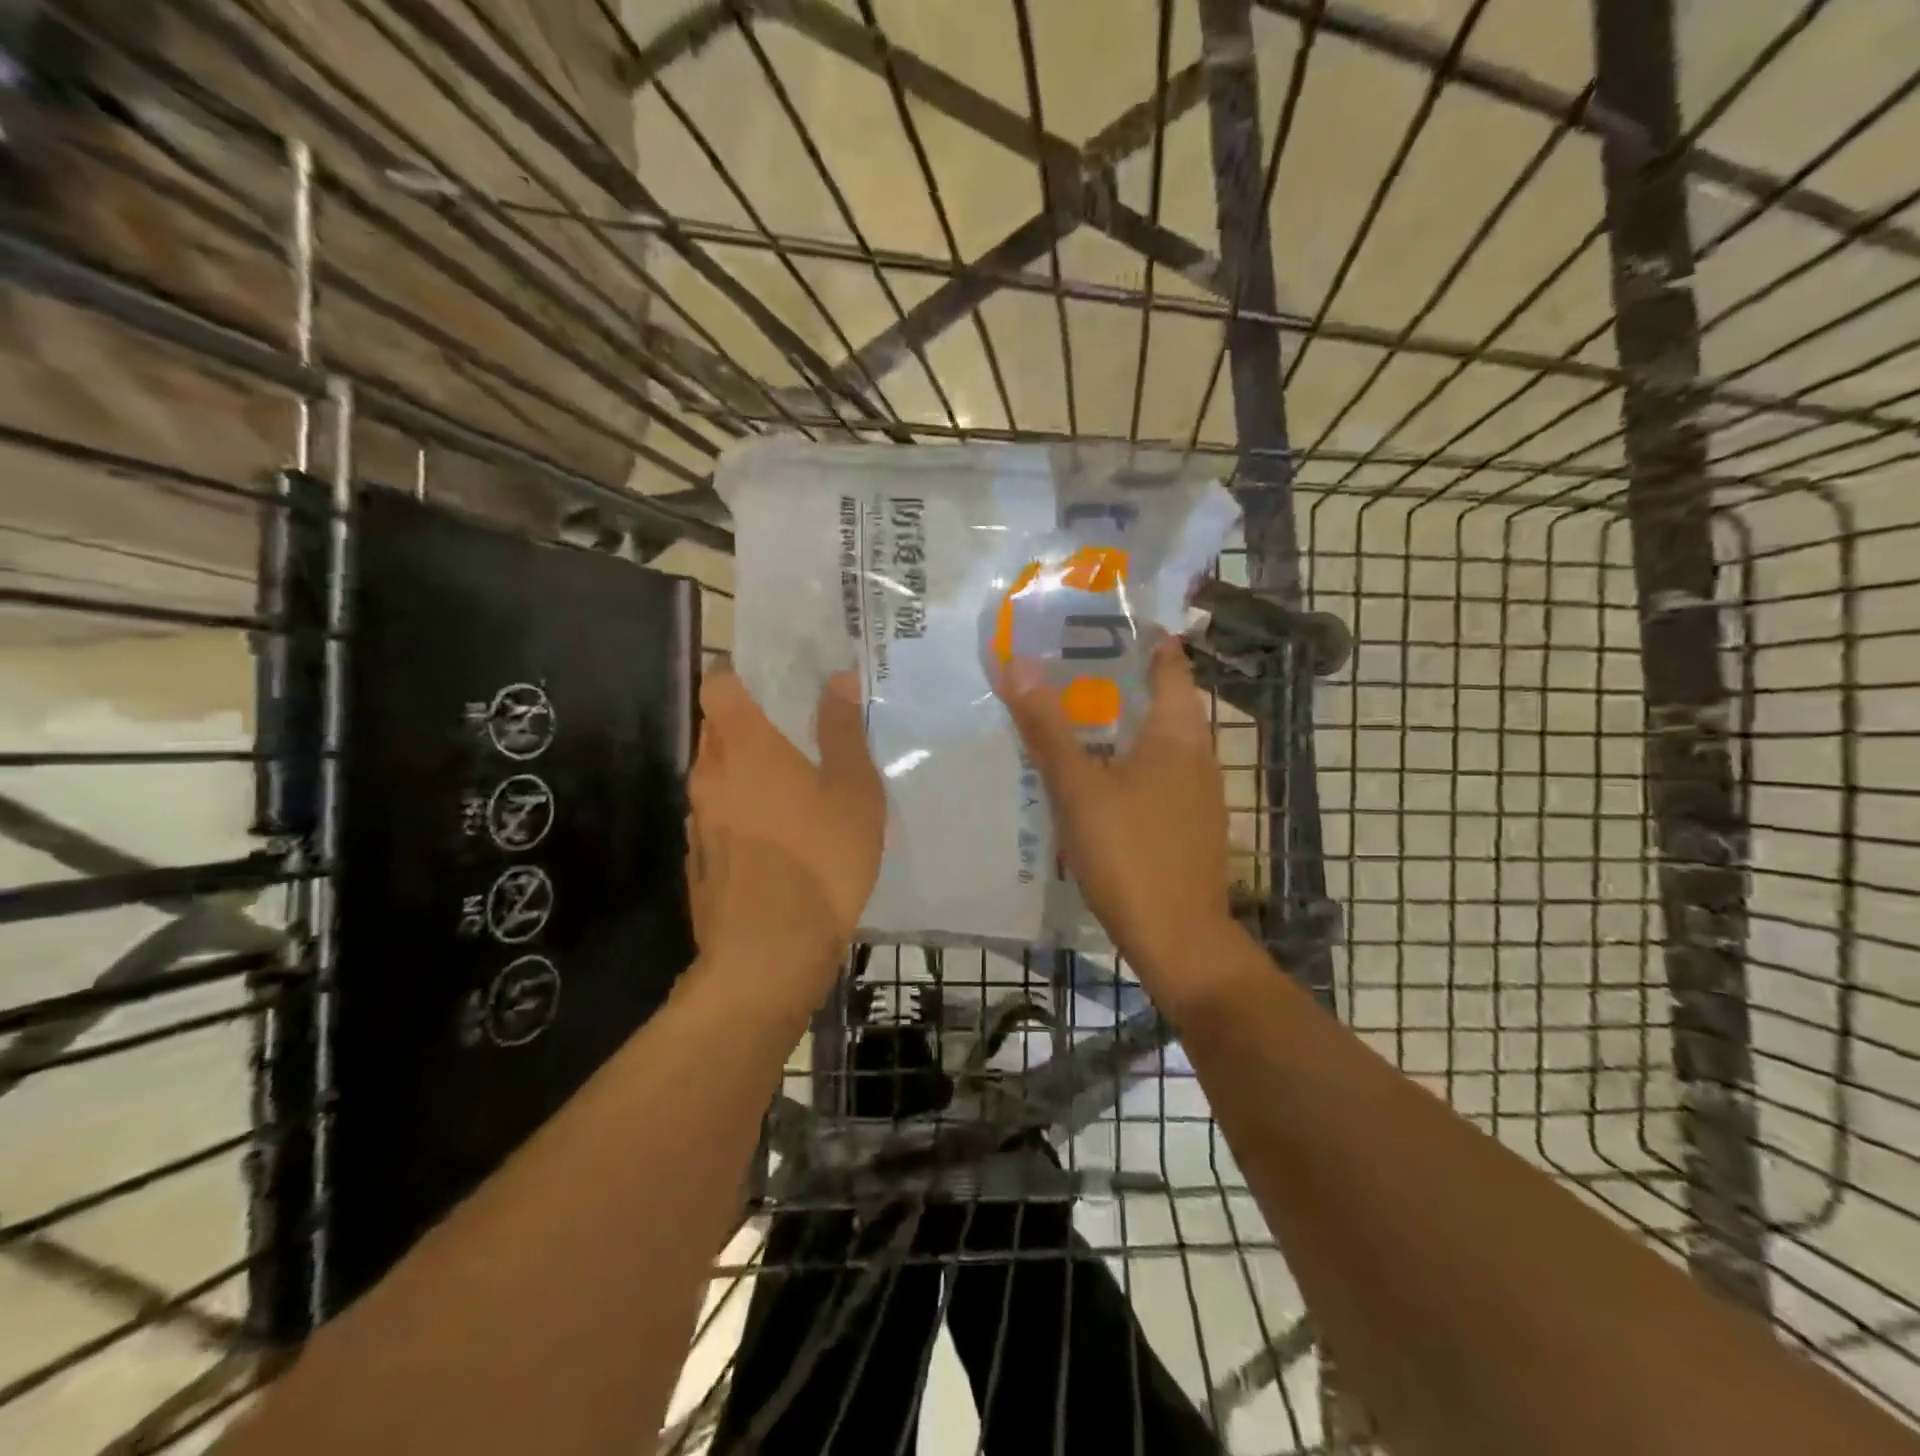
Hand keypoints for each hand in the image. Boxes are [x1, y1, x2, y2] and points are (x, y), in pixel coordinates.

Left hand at [685, 667, 884, 1006]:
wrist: (767, 956)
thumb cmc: (820, 861)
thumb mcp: (853, 792)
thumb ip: (842, 731)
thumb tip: (837, 679)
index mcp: (745, 746)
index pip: (719, 684)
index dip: (740, 675)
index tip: (776, 682)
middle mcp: (710, 774)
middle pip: (719, 729)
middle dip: (753, 725)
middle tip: (801, 733)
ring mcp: (698, 819)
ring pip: (720, 775)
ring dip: (750, 772)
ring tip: (797, 787)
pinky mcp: (700, 858)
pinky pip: (721, 816)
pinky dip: (744, 812)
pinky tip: (781, 837)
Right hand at [998, 639, 1240, 1011]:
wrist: (1179, 938)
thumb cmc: (1130, 853)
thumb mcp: (1078, 788)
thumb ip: (1048, 728)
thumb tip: (1019, 665)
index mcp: (1178, 732)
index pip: (1170, 663)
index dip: (1141, 638)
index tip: (1097, 623)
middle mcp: (1198, 754)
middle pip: (1162, 700)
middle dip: (1118, 680)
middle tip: (1064, 667)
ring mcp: (1198, 792)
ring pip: (1158, 740)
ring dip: (1121, 724)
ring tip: (1070, 716)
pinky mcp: (1190, 824)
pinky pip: (1158, 774)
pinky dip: (1128, 761)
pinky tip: (1094, 778)